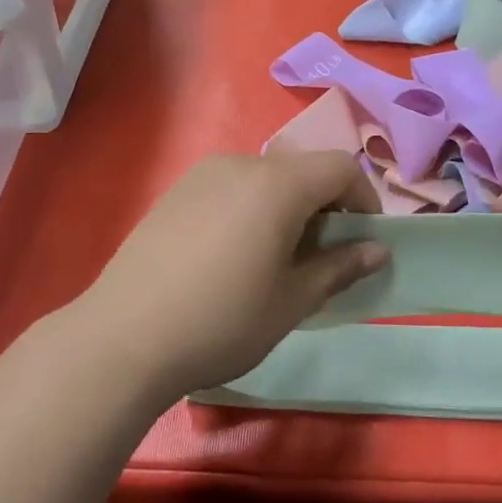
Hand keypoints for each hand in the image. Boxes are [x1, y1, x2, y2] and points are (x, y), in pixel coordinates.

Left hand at [72, 151, 389, 399]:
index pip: (340, 167)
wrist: (124, 337)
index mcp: (276, 184)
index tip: (363, 240)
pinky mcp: (174, 193)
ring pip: (263, 179)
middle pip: (300, 170)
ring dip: (286, 208)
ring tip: (276, 259)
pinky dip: (250, 209)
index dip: (364, 199)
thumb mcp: (291, 301)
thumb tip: (377, 250)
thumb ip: (339, 267)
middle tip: (321, 256)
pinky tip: (232, 256)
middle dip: (324, 206)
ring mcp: (200, 175)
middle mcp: (239, 165)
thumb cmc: (222, 321)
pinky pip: (229, 188)